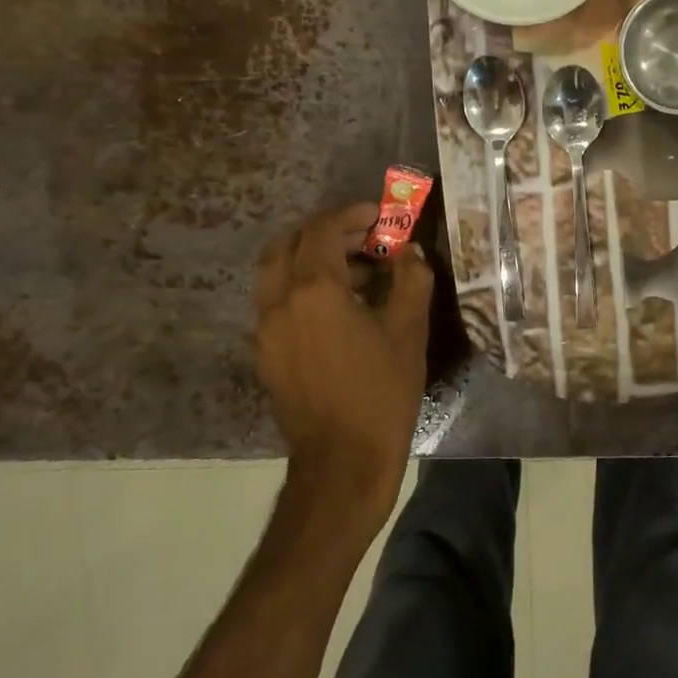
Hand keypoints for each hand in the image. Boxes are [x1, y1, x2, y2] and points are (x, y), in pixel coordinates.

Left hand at [255, 202, 434, 530]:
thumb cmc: (381, 393)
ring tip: (357, 274)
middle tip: (363, 239)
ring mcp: (266, 330)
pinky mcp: (266, 355)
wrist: (342, 463)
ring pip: (277, 273)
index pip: (323, 229)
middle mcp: (279, 301)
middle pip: (288, 244)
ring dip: (311, 260)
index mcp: (314, 289)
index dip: (353, 214)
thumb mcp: (409, 331)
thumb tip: (409, 252)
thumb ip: (411, 279)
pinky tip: (340, 312)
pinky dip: (303, 289)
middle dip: (325, 233)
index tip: (381, 216)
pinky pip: (278, 303)